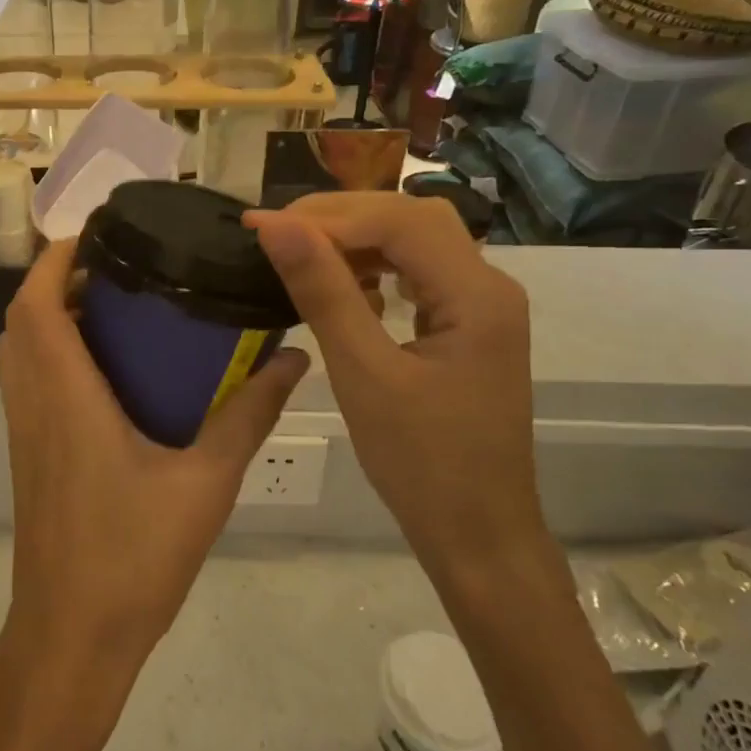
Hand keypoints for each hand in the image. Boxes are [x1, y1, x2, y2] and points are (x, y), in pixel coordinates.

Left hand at [0, 239, 308, 709]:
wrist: (72, 637)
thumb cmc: (134, 558)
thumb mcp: (207, 483)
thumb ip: (249, 415)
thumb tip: (294, 360)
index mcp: (66, 396)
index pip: (35, 304)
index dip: (55, 259)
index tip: (97, 235)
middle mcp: (34, 402)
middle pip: (21, 319)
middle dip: (56, 279)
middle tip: (116, 268)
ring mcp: (24, 430)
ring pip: (19, 349)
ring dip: (50, 314)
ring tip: (113, 306)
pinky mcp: (28, 454)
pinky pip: (28, 380)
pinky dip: (53, 351)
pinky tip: (108, 368)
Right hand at [245, 193, 539, 577]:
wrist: (478, 535)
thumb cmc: (421, 463)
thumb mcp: (363, 374)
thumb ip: (323, 292)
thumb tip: (276, 226)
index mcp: (477, 295)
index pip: (398, 222)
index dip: (326, 216)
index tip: (261, 226)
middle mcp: (489, 286)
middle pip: (411, 219)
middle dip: (340, 217)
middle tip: (277, 234)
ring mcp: (481, 305)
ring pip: (416, 241)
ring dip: (357, 239)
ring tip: (301, 253)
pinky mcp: (467, 325)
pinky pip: (419, 272)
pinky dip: (376, 267)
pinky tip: (344, 285)